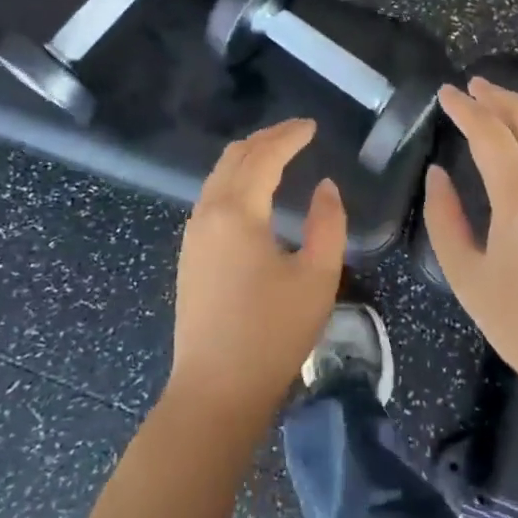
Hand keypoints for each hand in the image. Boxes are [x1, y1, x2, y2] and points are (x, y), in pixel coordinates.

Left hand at [166, 118, 345, 424]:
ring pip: (218, 176)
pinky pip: (212, 197)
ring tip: (279, 154)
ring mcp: (193, 235)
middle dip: (267, 139)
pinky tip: (254, 193)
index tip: (312, 126)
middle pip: (235, 157)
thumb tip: (325, 187)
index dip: (289, 136)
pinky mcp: (189, 256)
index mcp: (237, 212)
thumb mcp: (317, 277)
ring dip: (248, 158)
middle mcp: (208, 213)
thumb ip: (328, 224)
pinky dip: (235, 180)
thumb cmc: (272, 334)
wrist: (215, 392)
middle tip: (298, 133)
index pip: (264, 156)